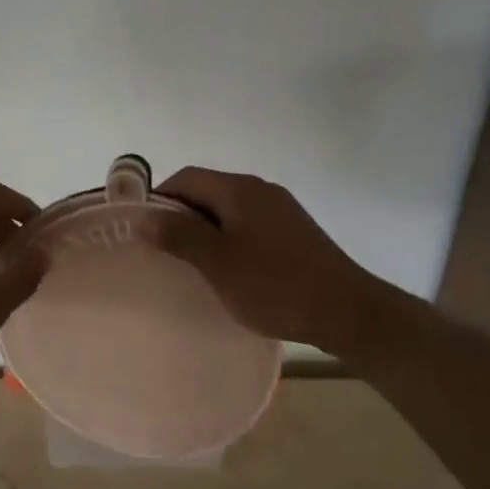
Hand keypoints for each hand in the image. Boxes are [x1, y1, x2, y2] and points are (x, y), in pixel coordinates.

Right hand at [154, 167, 412, 368]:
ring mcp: (281, 208)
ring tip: (193, 263)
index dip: (159, 198)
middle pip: (208, 190)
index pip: (186, 178)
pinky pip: (249, 223)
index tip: (143, 230)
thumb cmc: (274, 285)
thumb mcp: (217, 262)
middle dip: (182, 215)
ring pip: (229, 209)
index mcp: (239, 188)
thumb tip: (143, 216)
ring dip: (206, 229)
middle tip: (163, 250)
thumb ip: (179, 235)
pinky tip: (230, 268)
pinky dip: (230, 238)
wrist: (346, 310)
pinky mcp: (295, 230)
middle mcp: (260, 189)